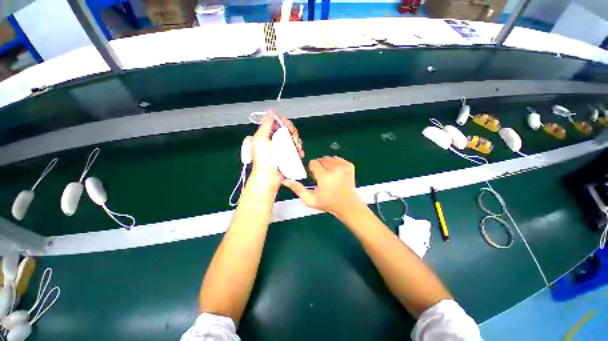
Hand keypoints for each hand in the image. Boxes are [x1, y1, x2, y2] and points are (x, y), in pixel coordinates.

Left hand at [248, 111, 303, 188]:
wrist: (269, 176)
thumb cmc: (263, 159)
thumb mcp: (260, 139)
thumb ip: (265, 125)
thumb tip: (270, 113)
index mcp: (267, 134)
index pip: (278, 122)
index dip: (284, 122)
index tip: (288, 128)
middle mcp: (275, 140)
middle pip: (288, 130)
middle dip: (293, 134)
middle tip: (293, 140)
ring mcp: (282, 148)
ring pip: (293, 139)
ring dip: (297, 143)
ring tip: (297, 149)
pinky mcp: (288, 155)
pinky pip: (296, 149)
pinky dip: (299, 150)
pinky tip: (299, 154)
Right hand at [282, 156, 361, 215]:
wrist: (347, 205)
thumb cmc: (328, 203)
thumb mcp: (310, 200)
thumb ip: (298, 189)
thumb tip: (286, 180)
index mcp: (325, 176)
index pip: (313, 162)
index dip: (312, 170)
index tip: (315, 177)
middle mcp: (335, 169)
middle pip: (321, 159)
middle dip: (319, 166)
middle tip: (322, 178)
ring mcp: (344, 166)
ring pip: (329, 158)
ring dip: (327, 165)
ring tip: (330, 176)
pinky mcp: (349, 165)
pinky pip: (338, 159)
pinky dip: (335, 164)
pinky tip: (336, 174)